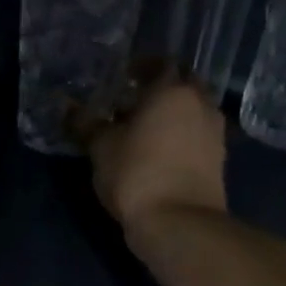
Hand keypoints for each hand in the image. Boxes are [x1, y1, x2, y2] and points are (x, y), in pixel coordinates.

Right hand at [84, 74, 228, 231]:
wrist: (179, 223)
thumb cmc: (136, 174)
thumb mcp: (101, 147)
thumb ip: (85, 122)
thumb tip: (66, 106)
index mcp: (173, 91)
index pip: (160, 63)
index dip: (141, 66)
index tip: (123, 76)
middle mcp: (201, 103)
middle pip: (182, 84)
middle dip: (161, 88)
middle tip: (134, 100)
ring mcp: (214, 132)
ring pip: (193, 110)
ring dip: (172, 113)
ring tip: (144, 128)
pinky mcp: (218, 159)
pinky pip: (197, 134)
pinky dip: (181, 134)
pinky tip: (159, 150)